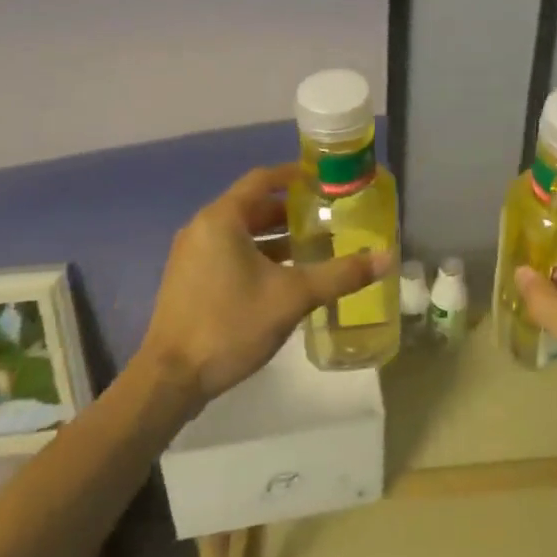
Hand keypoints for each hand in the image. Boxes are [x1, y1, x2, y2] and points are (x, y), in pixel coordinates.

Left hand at [142, 164, 387, 401]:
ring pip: (241, 233)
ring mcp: (192, 256)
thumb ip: (340, 274)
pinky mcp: (189, 281)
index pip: (263, 179)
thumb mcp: (293, 297)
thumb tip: (387, 258)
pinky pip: (229, 252)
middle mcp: (203, 228)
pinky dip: (258, 255)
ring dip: (276, 236)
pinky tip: (284, 277)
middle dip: (291, 211)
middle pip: (253, 206)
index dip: (295, 175)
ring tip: (313, 247)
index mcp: (222, 219)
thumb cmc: (230, 324)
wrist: (169, 380)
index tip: (325, 180)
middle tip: (327, 217)